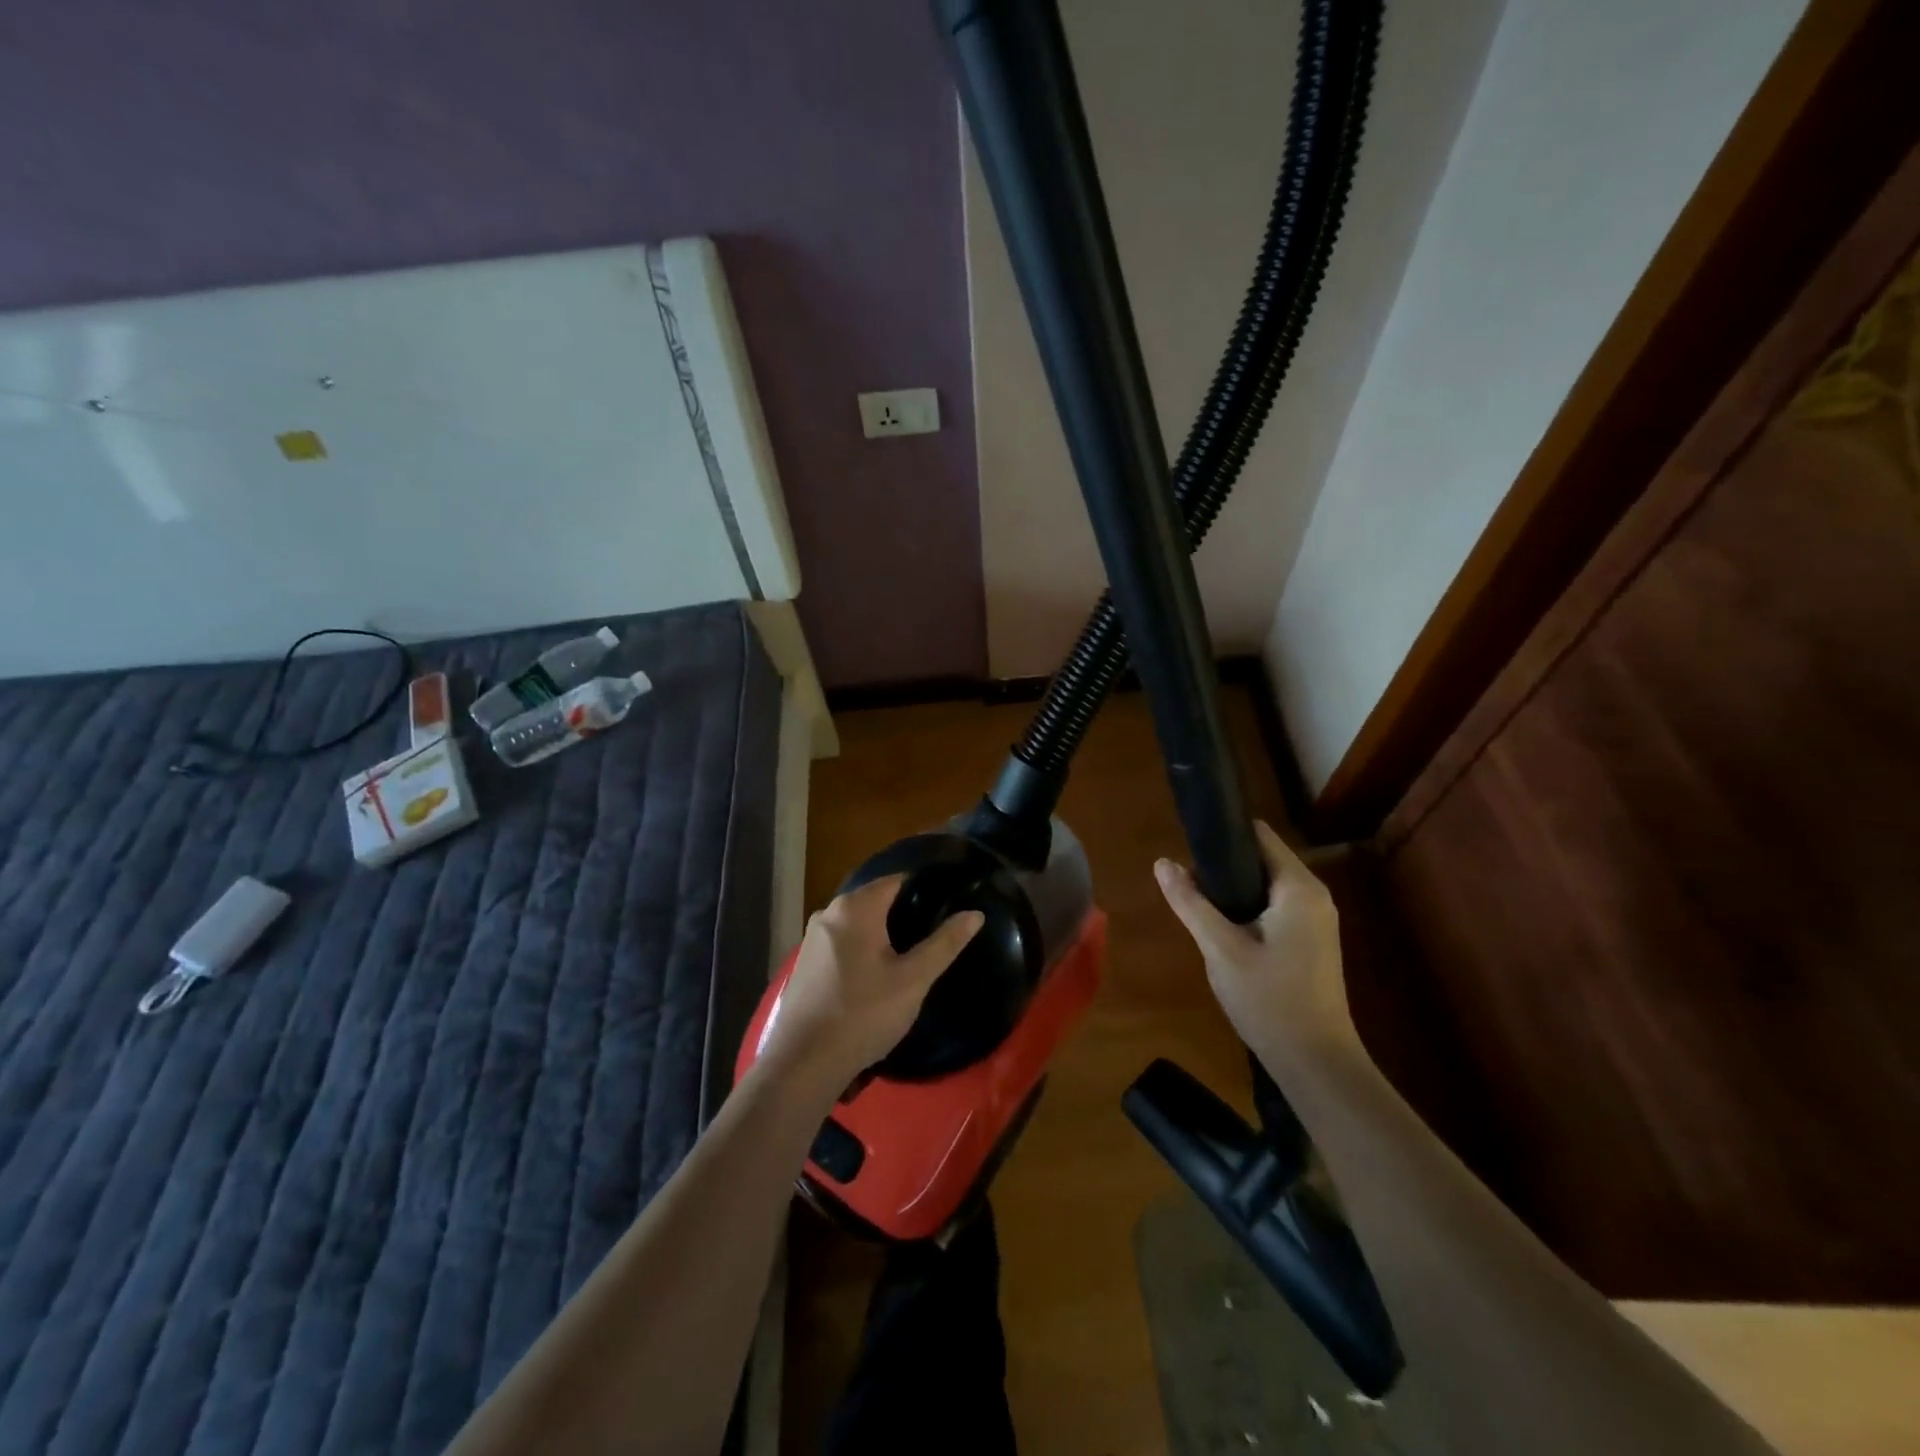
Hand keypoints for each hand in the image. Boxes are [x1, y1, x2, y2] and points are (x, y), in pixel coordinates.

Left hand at [757, 876, 983, 1092]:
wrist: (804, 1063)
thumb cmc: (864, 1014)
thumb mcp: (913, 979)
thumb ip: (945, 943)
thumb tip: (975, 914)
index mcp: (855, 907)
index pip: (897, 881)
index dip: (925, 890)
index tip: (947, 906)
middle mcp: (828, 912)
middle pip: (876, 901)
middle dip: (904, 914)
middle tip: (933, 936)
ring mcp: (812, 938)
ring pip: (857, 924)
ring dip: (882, 935)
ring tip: (910, 957)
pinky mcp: (805, 963)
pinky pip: (842, 943)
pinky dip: (861, 950)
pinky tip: (875, 977)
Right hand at [1155, 820, 1363, 1070]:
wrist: (1316, 1063)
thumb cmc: (1269, 1001)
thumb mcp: (1220, 949)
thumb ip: (1191, 903)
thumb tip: (1162, 863)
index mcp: (1299, 888)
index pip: (1259, 835)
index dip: (1223, 834)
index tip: (1188, 844)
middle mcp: (1314, 895)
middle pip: (1262, 858)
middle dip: (1223, 865)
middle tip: (1186, 883)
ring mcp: (1316, 919)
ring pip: (1266, 884)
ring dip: (1233, 889)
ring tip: (1197, 903)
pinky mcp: (1311, 940)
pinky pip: (1275, 906)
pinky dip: (1248, 907)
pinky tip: (1222, 928)